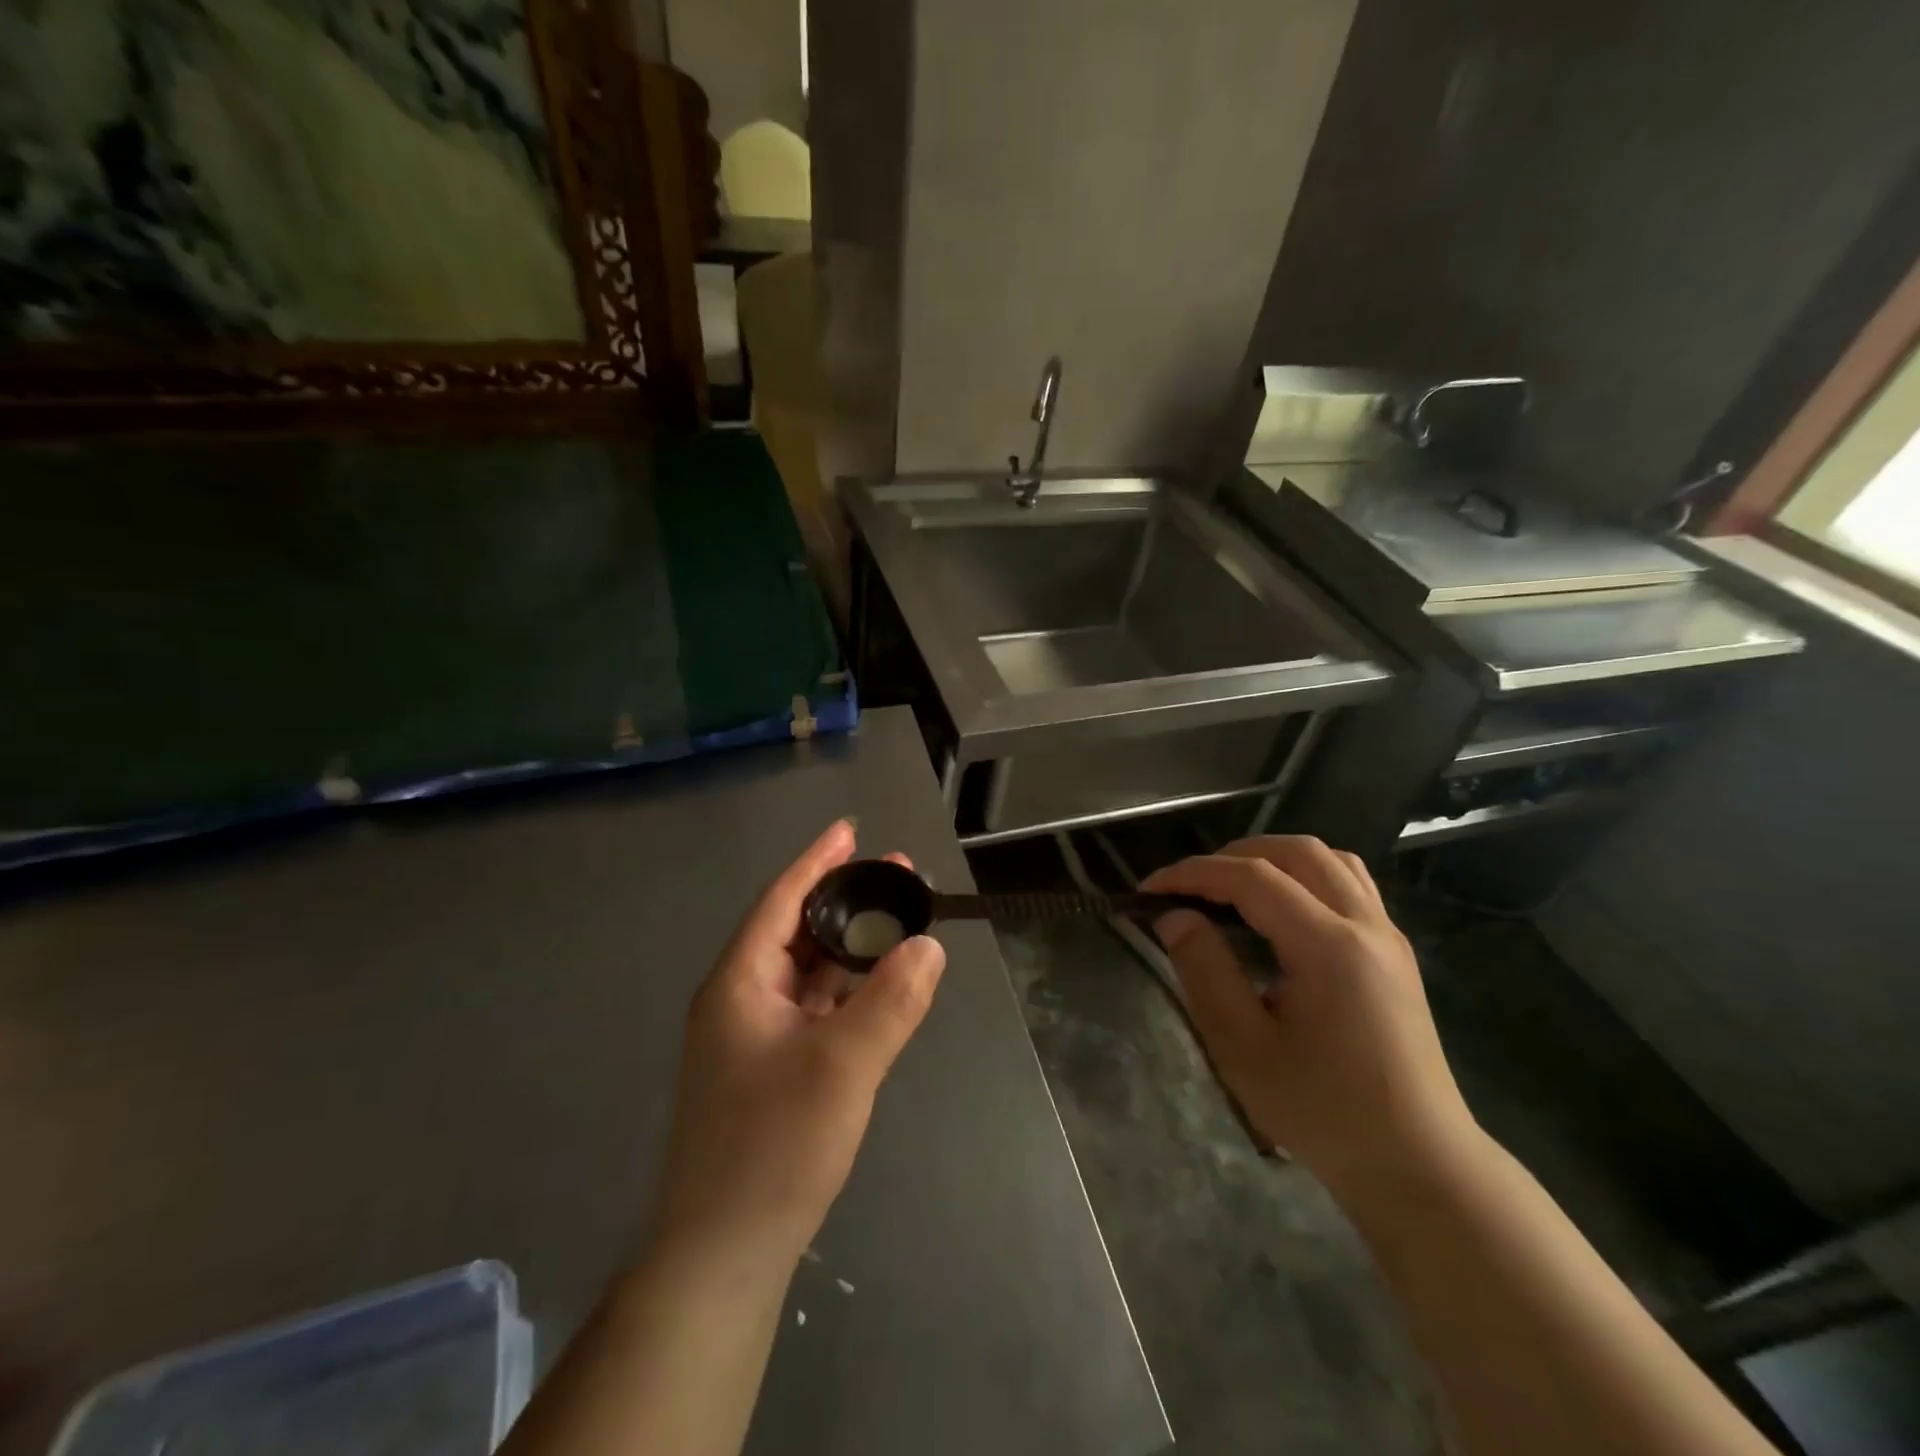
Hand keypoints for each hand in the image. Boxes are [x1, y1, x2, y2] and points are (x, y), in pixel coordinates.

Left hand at [652, 819, 945, 1271]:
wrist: (725, 1251)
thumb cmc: (774, 1145)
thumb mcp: (842, 1066)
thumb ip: (890, 1001)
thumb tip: (929, 946)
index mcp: (740, 983)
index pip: (781, 901)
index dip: (817, 862)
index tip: (850, 830)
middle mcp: (741, 999)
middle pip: (796, 931)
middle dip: (845, 901)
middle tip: (895, 875)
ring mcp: (753, 1037)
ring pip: (807, 972)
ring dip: (849, 946)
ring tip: (896, 922)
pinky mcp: (770, 1069)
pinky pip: (813, 1009)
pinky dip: (846, 990)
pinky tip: (878, 986)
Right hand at [1142, 836, 1478, 1196]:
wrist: (1417, 1164)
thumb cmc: (1324, 1111)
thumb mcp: (1243, 1049)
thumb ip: (1205, 971)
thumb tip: (1176, 917)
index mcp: (1329, 947)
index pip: (1252, 878)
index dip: (1194, 873)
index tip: (1149, 890)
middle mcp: (1365, 925)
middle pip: (1296, 852)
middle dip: (1233, 855)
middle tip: (1189, 886)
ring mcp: (1387, 936)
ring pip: (1329, 859)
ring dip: (1274, 858)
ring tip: (1232, 887)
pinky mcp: (1395, 952)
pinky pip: (1350, 883)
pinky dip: (1306, 875)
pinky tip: (1282, 909)